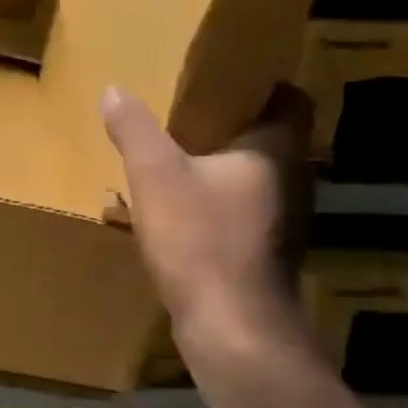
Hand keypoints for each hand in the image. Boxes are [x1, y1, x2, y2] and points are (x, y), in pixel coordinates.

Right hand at [102, 84, 314, 358]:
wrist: (232, 329)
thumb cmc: (202, 240)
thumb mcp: (156, 176)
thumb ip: (135, 130)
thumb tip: (115, 90)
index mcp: (277, 150)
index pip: (291, 98)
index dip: (261, 84)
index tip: (223, 78)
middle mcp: (292, 179)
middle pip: (269, 137)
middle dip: (231, 124)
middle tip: (187, 111)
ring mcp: (283, 219)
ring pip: (253, 176)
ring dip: (220, 165)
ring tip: (176, 155)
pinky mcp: (266, 252)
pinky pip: (242, 209)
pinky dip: (216, 201)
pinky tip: (179, 207)